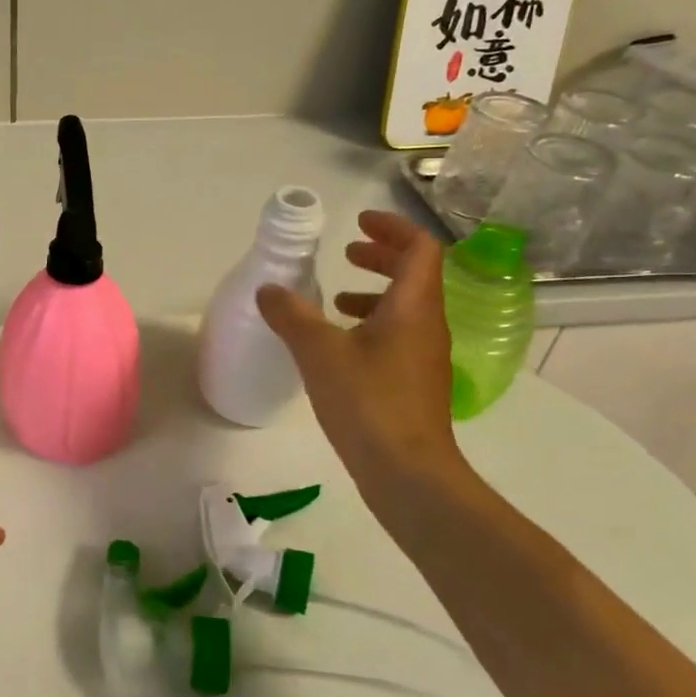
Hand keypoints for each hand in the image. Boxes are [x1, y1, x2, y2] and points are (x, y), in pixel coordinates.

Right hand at [257, 209, 459, 491]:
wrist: (408, 474)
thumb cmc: (368, 402)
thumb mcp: (319, 352)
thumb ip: (291, 315)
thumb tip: (268, 289)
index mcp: (413, 308)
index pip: (420, 249)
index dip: (392, 228)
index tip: (358, 223)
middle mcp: (427, 326)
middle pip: (416, 274)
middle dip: (382, 256)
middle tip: (348, 250)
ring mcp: (424, 357)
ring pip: (406, 307)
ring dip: (375, 291)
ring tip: (336, 297)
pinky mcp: (414, 384)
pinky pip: (398, 335)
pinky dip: (371, 324)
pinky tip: (339, 344)